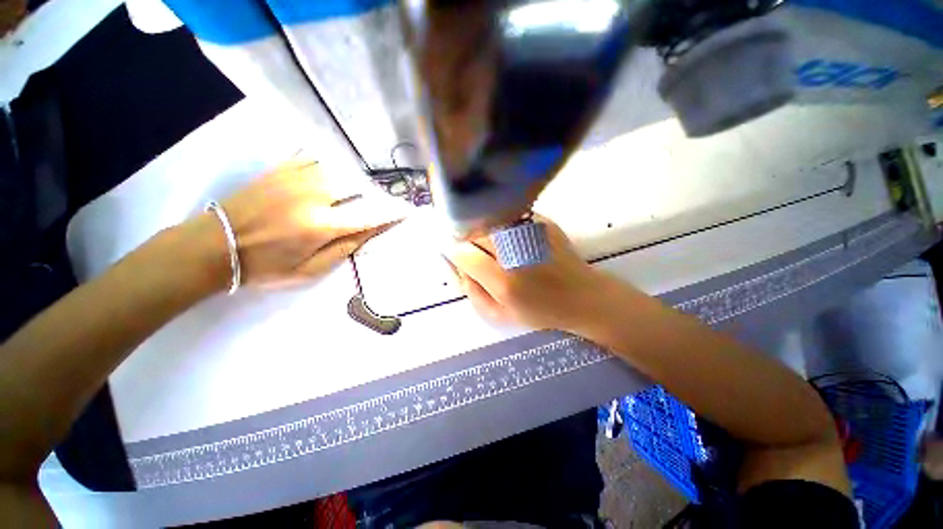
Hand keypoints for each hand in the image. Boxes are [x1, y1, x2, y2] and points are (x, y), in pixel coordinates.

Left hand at [199, 158, 404, 287]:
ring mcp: (295, 178)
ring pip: (339, 168)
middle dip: (376, 194)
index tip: (406, 211)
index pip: (368, 216)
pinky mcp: (280, 170)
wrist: (213, 247)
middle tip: (383, 201)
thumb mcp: (308, 271)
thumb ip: (343, 249)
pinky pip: (313, 157)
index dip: (390, 214)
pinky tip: (334, 169)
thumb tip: (370, 232)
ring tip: (363, 188)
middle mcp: (314, 196)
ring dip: (356, 178)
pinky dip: (330, 162)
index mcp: (322, 225)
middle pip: (358, 187)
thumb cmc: (264, 266)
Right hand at [443, 219, 612, 329]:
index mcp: (504, 281)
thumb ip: (471, 291)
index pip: (463, 253)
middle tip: (472, 249)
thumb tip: (455, 264)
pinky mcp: (542, 221)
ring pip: (488, 220)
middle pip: (474, 231)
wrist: (581, 296)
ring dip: (481, 229)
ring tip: (489, 244)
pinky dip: (499, 223)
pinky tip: (507, 237)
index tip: (456, 254)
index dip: (454, 252)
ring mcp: (530, 232)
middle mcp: (516, 252)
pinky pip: (507, 216)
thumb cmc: (539, 310)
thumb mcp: (499, 314)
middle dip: (465, 238)